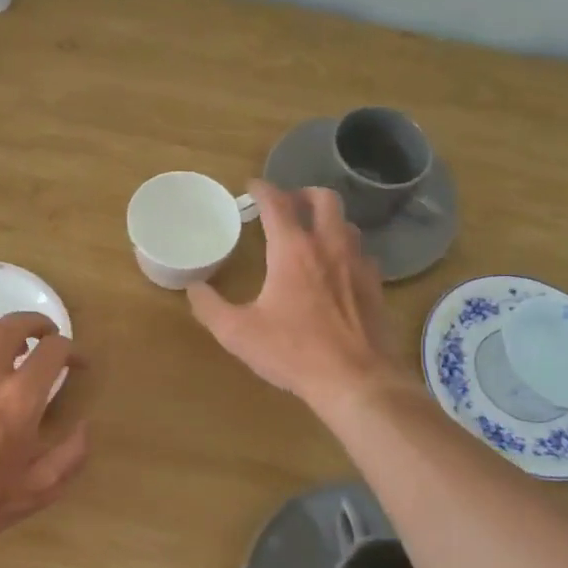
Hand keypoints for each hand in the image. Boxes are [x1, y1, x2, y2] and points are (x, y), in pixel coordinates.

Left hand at [0, 313, 88, 567]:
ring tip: (16, 347)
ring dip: (6, 330)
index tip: (78, 364)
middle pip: (16, 324)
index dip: (73, 351)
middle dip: (39, 324)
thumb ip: (72, 454)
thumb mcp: (40, 488)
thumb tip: (85, 425)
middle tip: (49, 337)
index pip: (53, 349)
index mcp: (20, 398)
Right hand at [187, 181, 402, 412]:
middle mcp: (329, 246)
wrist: (355, 380)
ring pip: (347, 223)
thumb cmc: (293, 352)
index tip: (252, 186)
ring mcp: (358, 264)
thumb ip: (209, 307)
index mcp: (293, 250)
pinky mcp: (374, 286)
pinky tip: (336, 269)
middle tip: (287, 204)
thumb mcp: (238, 333)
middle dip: (303, 193)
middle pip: (324, 198)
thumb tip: (193, 288)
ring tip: (311, 233)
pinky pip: (362, 253)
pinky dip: (345, 249)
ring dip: (327, 220)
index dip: (263, 189)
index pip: (277, 203)